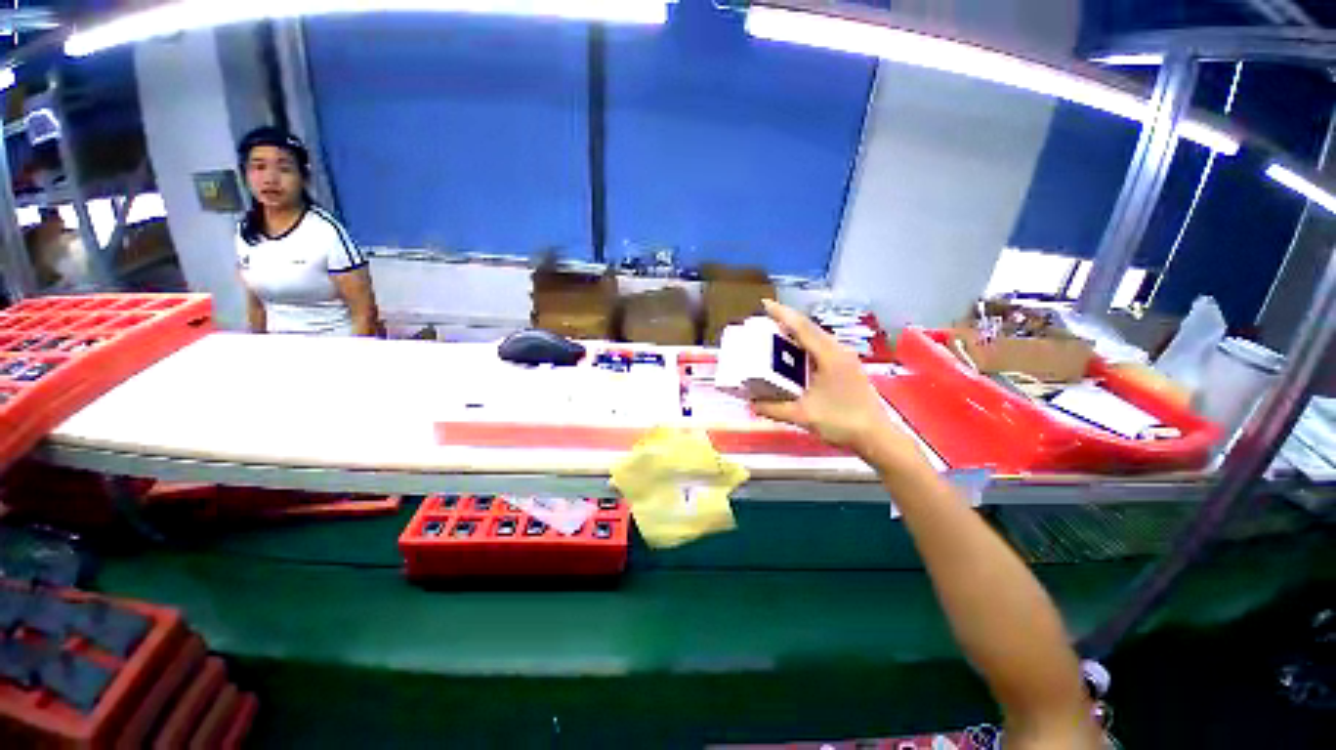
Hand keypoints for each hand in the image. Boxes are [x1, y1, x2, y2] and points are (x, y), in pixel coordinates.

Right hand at [750, 300, 910, 461]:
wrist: (876, 436)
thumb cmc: (841, 422)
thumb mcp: (803, 415)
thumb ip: (774, 409)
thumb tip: (751, 404)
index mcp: (829, 356)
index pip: (802, 328)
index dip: (782, 314)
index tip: (765, 304)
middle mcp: (839, 351)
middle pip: (810, 328)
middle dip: (788, 321)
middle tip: (765, 320)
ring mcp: (846, 358)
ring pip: (818, 337)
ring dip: (798, 332)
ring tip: (777, 333)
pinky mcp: (848, 367)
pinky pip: (822, 347)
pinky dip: (806, 344)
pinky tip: (797, 354)